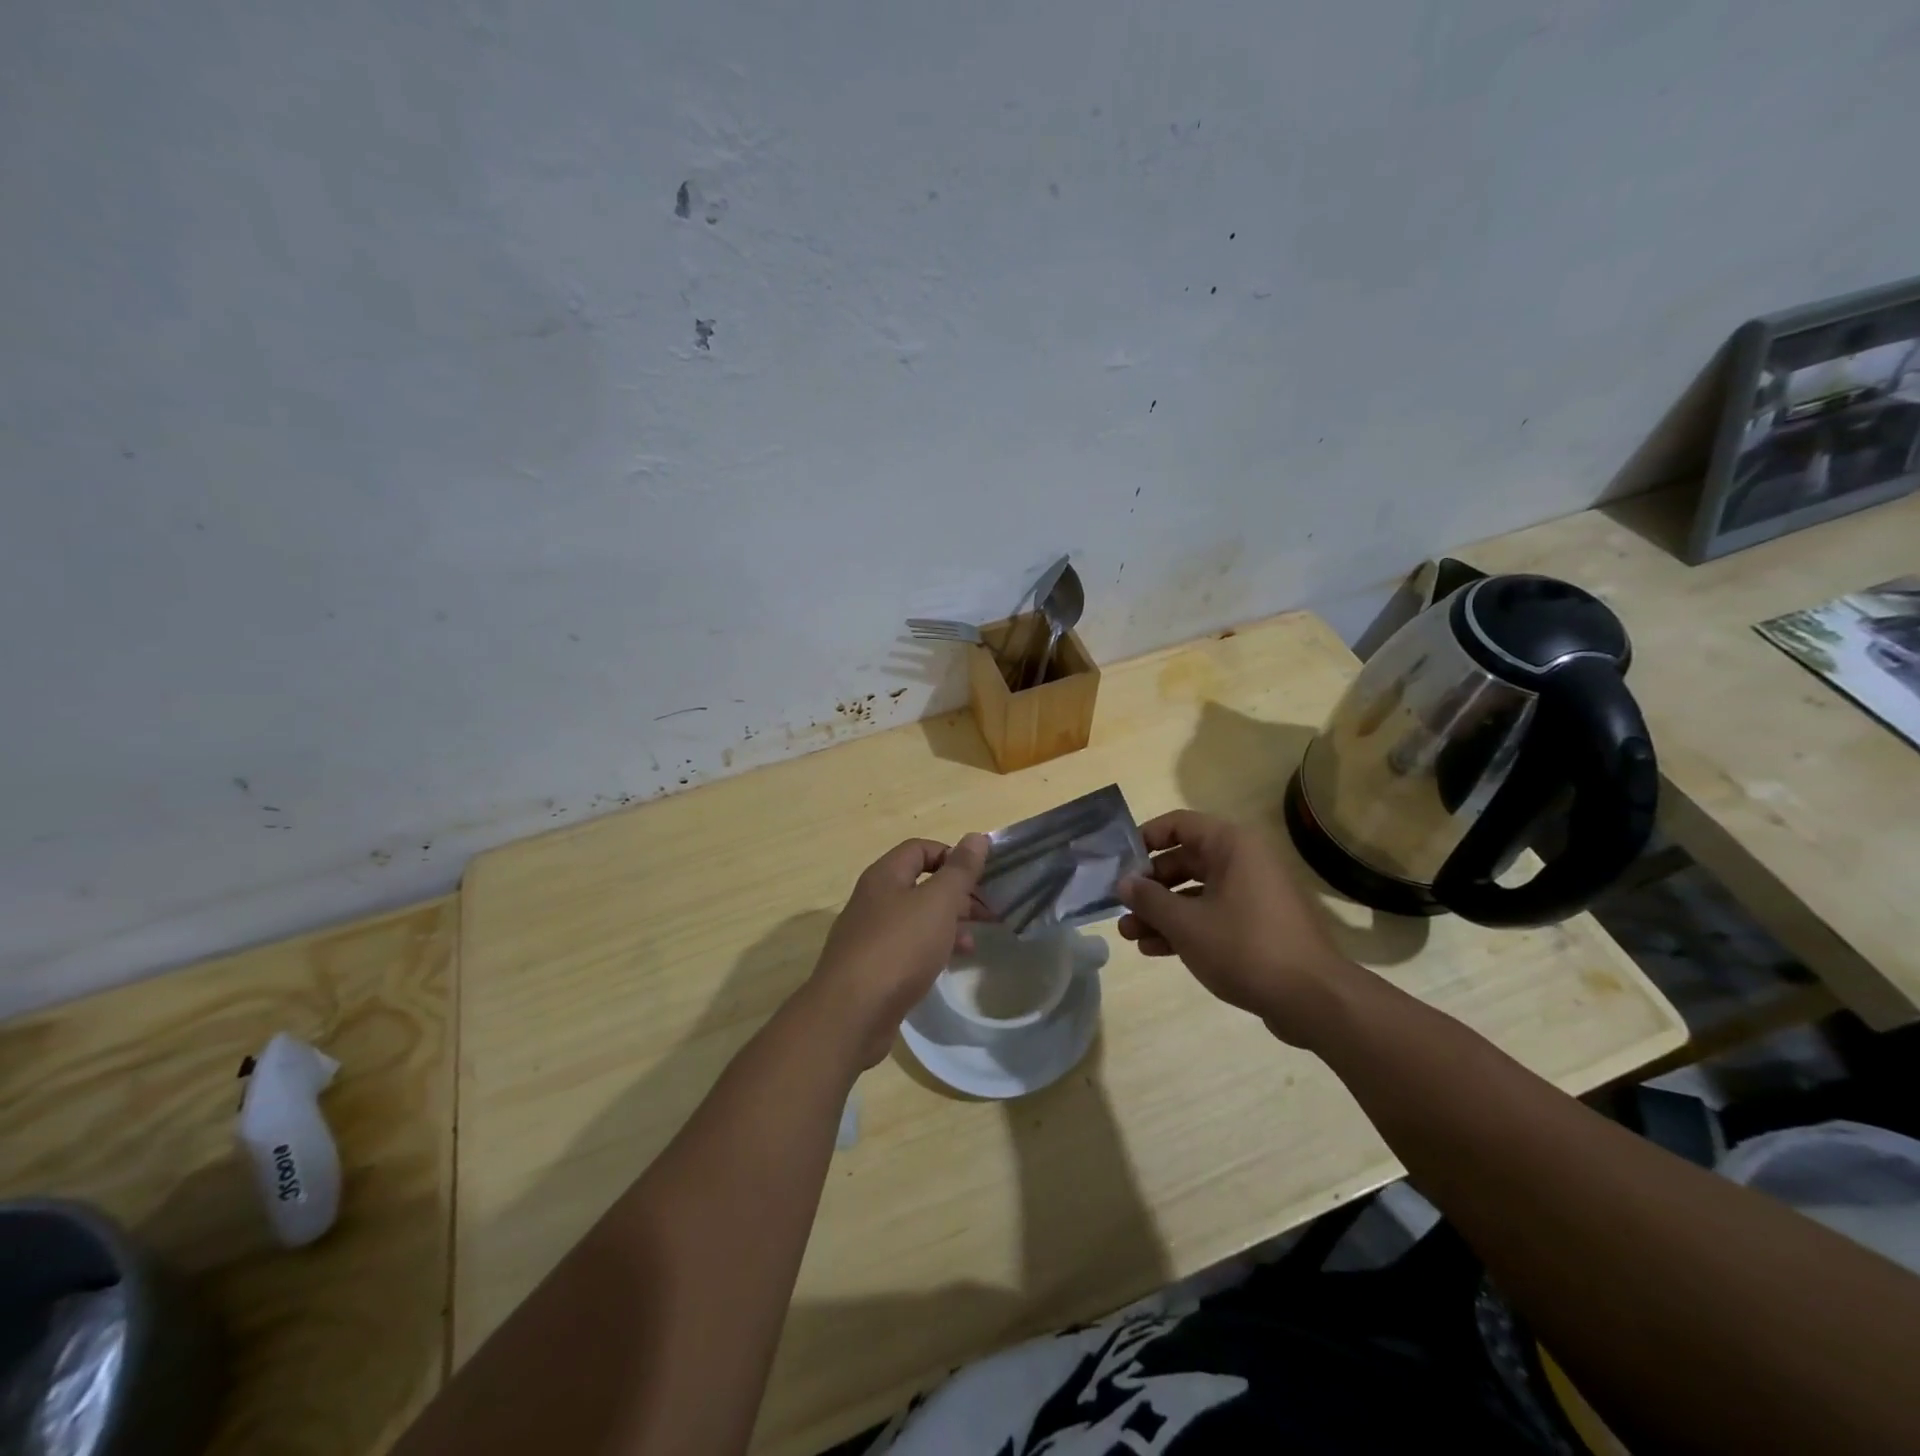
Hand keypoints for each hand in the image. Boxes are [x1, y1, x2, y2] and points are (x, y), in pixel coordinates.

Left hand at [808, 834, 990, 1067]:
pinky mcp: (871, 968)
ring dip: (947, 924)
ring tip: (974, 943)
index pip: (921, 849)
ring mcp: (869, 935)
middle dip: (956, 894)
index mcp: (885, 876)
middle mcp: (873, 899)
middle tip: (988, 912)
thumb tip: (976, 837)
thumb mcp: (938, 903)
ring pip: (916, 918)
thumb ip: (960, 871)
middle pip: (920, 884)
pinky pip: (907, 947)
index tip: (980, 877)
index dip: (952, 856)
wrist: (851, 1014)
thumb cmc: (899, 948)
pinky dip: (931, 949)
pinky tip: (948, 964)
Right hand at [1118, 810, 1357, 1045]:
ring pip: (1195, 893)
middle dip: (1149, 886)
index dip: (1144, 839)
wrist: (1313, 999)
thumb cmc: (1245, 947)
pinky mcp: (1257, 925)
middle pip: (1183, 860)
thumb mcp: (1186, 923)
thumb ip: (1149, 899)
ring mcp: (1252, 894)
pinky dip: (1184, 928)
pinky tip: (1154, 950)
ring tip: (1129, 934)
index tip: (1118, 863)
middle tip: (1120, 905)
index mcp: (1232, 845)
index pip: (1178, 824)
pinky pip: (1212, 915)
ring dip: (1161, 912)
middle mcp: (1243, 861)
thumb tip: (1123, 882)